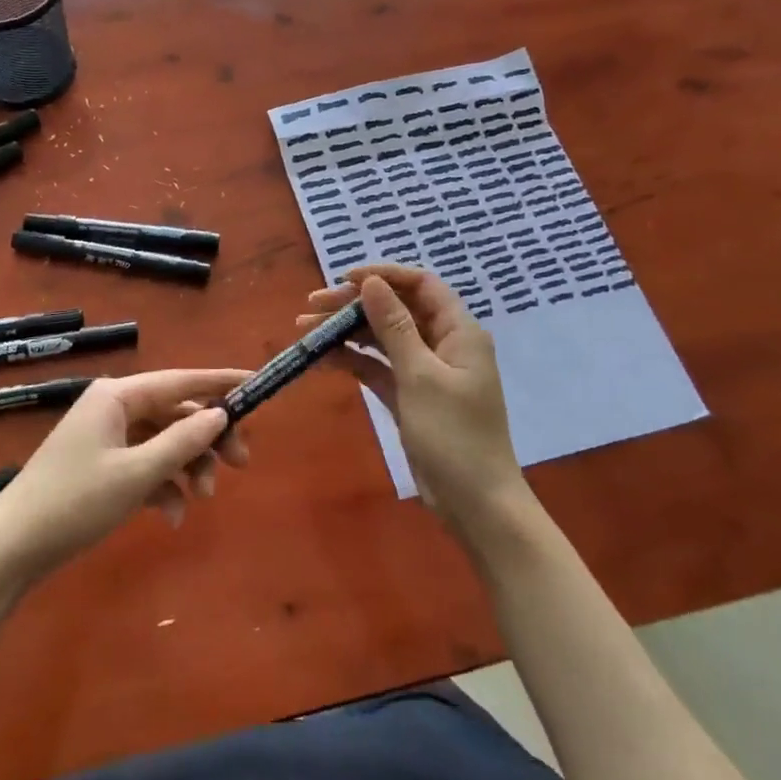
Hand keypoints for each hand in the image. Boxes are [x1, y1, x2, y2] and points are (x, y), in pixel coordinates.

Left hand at [0, 369, 250, 589]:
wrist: (12, 548)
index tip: (257, 384)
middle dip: (208, 439)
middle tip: (241, 464)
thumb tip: (220, 414)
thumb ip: (183, 442)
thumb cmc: (74, 502)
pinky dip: (163, 487)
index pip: (180, 380)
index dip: (220, 383)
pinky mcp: (102, 466)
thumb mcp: (136, 473)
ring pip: (164, 442)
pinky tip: (171, 517)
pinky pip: (145, 466)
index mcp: (117, 395)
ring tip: (203, 500)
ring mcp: (107, 438)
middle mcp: (113, 407)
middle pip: (176, 413)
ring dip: (188, 468)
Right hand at [300, 266, 527, 548]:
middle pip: (396, 309)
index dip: (384, 276)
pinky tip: (322, 358)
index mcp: (458, 332)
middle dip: (355, 304)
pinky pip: (378, 367)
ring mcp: (425, 372)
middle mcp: (443, 345)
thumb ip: (395, 326)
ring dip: (347, 331)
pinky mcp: (410, 396)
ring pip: (382, 338)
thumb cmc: (454, 436)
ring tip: (305, 328)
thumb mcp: (420, 376)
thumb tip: (371, 283)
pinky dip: (353, 360)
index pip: (421, 285)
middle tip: (312, 304)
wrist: (475, 504)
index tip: (344, 279)